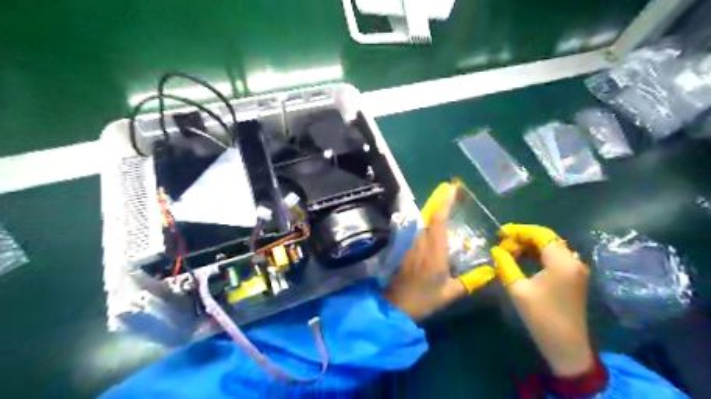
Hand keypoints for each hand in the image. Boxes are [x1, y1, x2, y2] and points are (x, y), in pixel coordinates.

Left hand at [383, 184, 467, 320]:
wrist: (397, 305)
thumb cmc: (425, 298)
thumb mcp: (450, 292)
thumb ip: (470, 281)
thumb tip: (489, 273)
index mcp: (434, 250)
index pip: (439, 220)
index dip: (445, 203)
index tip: (451, 188)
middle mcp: (421, 243)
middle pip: (430, 218)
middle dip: (440, 205)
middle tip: (451, 195)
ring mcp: (411, 246)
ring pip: (423, 226)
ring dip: (433, 217)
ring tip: (445, 212)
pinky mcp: (406, 251)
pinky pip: (419, 234)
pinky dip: (428, 229)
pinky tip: (434, 236)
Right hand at [490, 225, 595, 376]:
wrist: (566, 345)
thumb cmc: (540, 316)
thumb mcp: (517, 288)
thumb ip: (505, 264)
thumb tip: (496, 249)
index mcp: (562, 261)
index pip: (540, 234)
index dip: (519, 230)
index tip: (500, 233)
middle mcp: (573, 260)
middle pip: (547, 239)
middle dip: (523, 237)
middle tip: (502, 243)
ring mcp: (576, 269)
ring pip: (551, 247)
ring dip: (530, 245)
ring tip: (509, 250)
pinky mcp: (574, 277)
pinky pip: (555, 257)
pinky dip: (538, 254)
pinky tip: (523, 259)